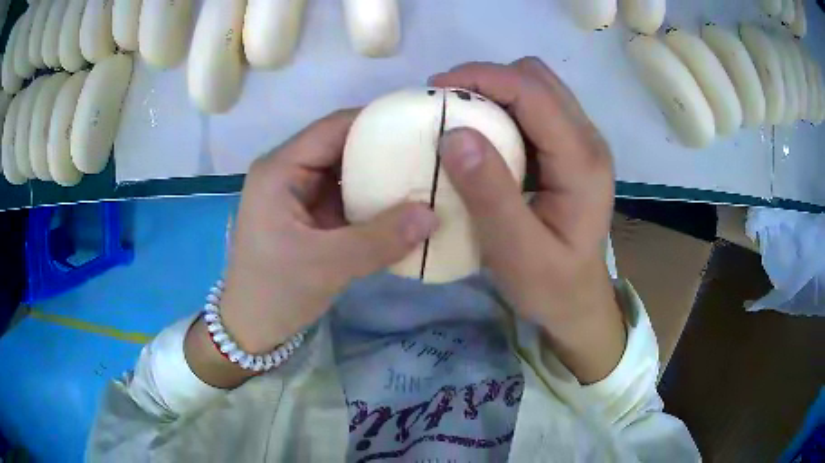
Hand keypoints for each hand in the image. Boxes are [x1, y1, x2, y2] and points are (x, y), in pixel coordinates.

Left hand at [185, 110, 437, 387]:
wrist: (251, 327)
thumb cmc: (276, 292)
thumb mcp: (327, 266)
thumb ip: (380, 239)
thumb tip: (433, 215)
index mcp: (279, 170)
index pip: (333, 128)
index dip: (376, 120)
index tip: (419, 123)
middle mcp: (287, 171)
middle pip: (340, 144)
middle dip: (383, 147)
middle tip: (429, 152)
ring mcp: (297, 193)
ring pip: (344, 169)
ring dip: (379, 173)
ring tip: (422, 173)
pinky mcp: (307, 213)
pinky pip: (343, 194)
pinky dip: (370, 197)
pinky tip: (400, 203)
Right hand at [431, 58, 624, 382]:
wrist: (579, 301)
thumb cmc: (551, 285)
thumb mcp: (516, 251)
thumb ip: (490, 194)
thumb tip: (454, 134)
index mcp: (582, 162)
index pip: (533, 93)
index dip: (483, 78)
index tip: (435, 90)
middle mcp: (589, 140)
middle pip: (538, 78)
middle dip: (487, 80)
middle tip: (447, 106)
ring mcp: (582, 142)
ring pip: (537, 87)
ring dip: (495, 91)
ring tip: (461, 117)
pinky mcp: (571, 149)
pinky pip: (535, 108)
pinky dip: (503, 108)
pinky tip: (484, 135)